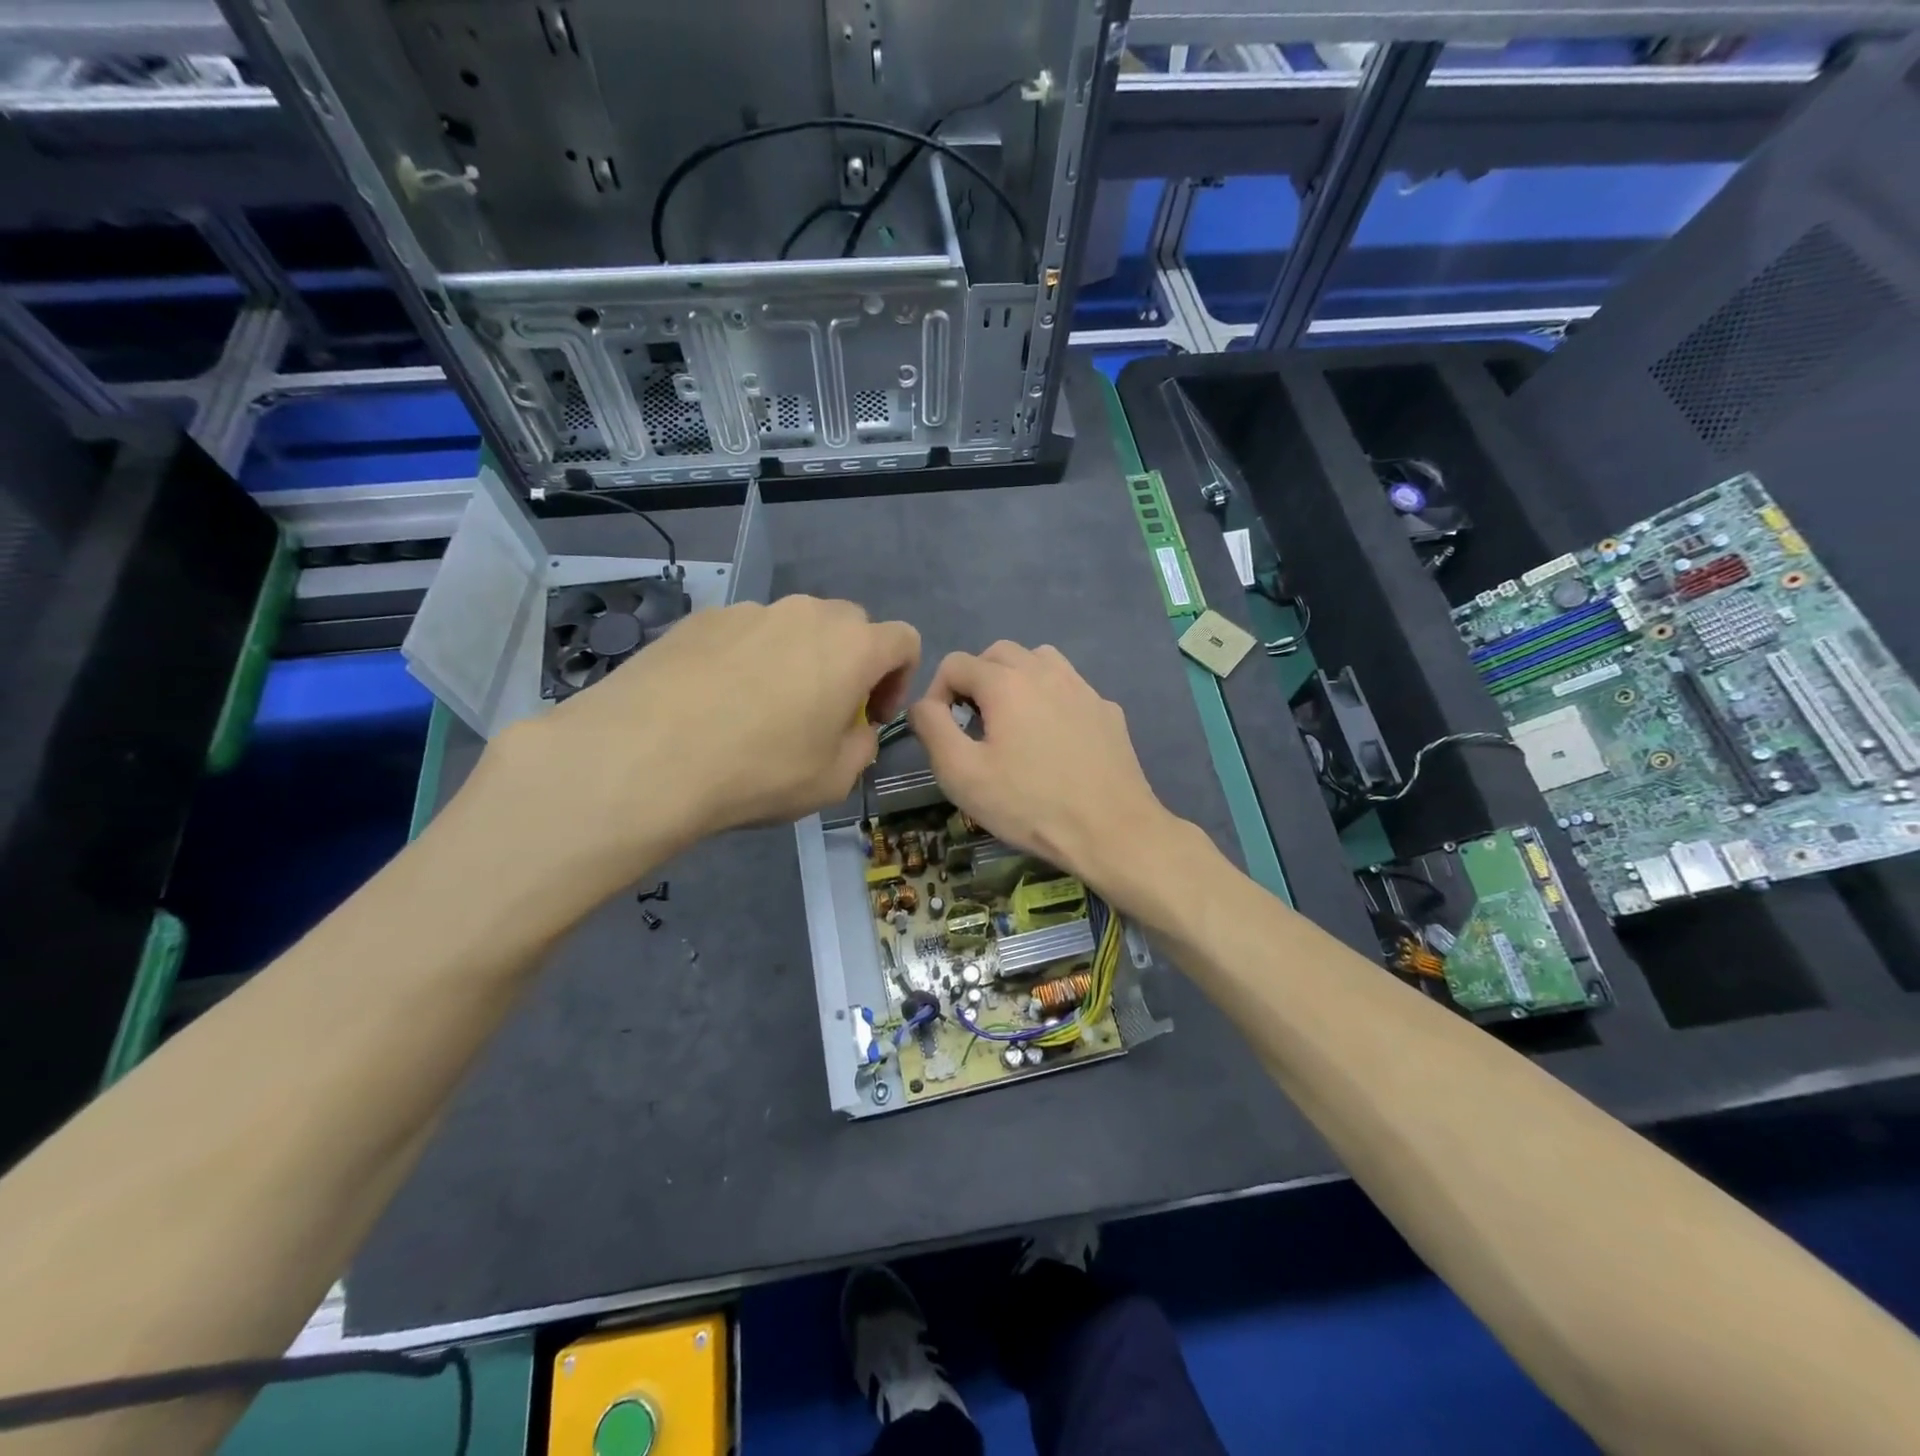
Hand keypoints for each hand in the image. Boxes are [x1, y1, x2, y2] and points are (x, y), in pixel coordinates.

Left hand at [477, 597, 918, 880]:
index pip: (904, 639)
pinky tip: (715, 702)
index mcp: (852, 647)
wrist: (645, 756)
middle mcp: (806, 614)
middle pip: (850, 625)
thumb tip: (854, 730)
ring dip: (797, 660)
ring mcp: (750, 611)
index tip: (870, 717)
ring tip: (761, 710)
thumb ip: (861, 747)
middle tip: (823, 712)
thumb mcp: (832, 781)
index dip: (899, 679)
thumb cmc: (759, 771)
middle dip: (850, 664)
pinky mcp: (701, 619)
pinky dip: (747, 659)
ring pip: (793, 628)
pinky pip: (745, 633)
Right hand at [908, 642, 1179, 908]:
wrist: (1111, 830)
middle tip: (974, 725)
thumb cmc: (1028, 804)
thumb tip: (923, 705)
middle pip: (998, 653)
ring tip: (1012, 722)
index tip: (942, 732)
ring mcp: (1082, 687)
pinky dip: (1051, 699)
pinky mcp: (1107, 710)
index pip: (955, 663)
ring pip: (1039, 661)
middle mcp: (1045, 670)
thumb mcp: (961, 773)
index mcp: (1005, 682)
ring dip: (1016, 680)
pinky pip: (1070, 688)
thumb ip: (932, 728)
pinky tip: (1055, 739)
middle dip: (976, 680)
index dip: (937, 693)